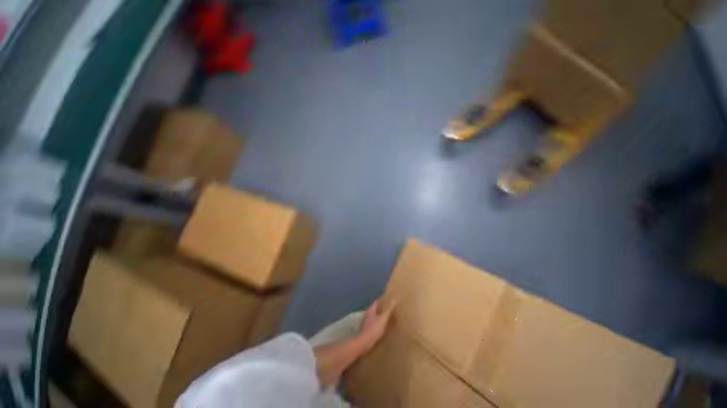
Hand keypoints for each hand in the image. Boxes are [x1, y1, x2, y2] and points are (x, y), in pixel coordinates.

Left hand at [358, 299, 395, 351]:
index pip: (376, 303)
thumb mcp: (383, 319)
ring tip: (386, 319)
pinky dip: (377, 324)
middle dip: (381, 310)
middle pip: (374, 310)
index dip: (382, 301)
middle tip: (389, 310)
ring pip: (373, 317)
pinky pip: (373, 325)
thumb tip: (394, 299)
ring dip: (379, 317)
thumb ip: (388, 310)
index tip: (388, 301)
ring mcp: (365, 323)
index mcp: (370, 310)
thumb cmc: (374, 329)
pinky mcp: (366, 331)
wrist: (364, 343)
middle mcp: (367, 315)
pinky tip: (381, 328)